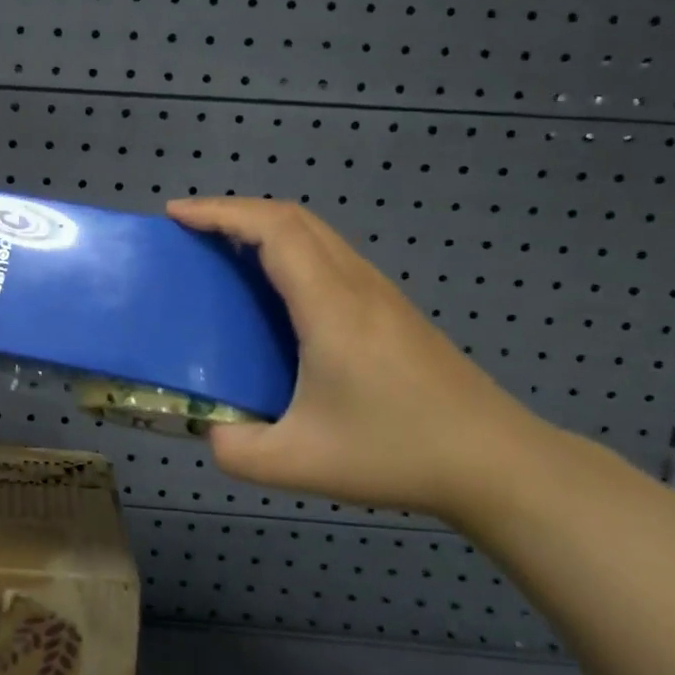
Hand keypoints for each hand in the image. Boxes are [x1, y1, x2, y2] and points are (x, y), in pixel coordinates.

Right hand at [167, 196, 559, 519]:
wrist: (497, 462)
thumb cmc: (397, 452)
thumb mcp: (300, 463)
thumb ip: (237, 450)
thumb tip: (209, 430)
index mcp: (330, 307)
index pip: (273, 231)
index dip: (220, 213)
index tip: (177, 215)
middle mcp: (355, 285)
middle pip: (293, 218)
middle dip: (235, 210)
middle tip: (191, 228)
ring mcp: (379, 293)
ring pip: (316, 232)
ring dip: (264, 226)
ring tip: (224, 248)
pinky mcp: (391, 309)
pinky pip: (330, 254)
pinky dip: (289, 247)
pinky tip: (275, 285)